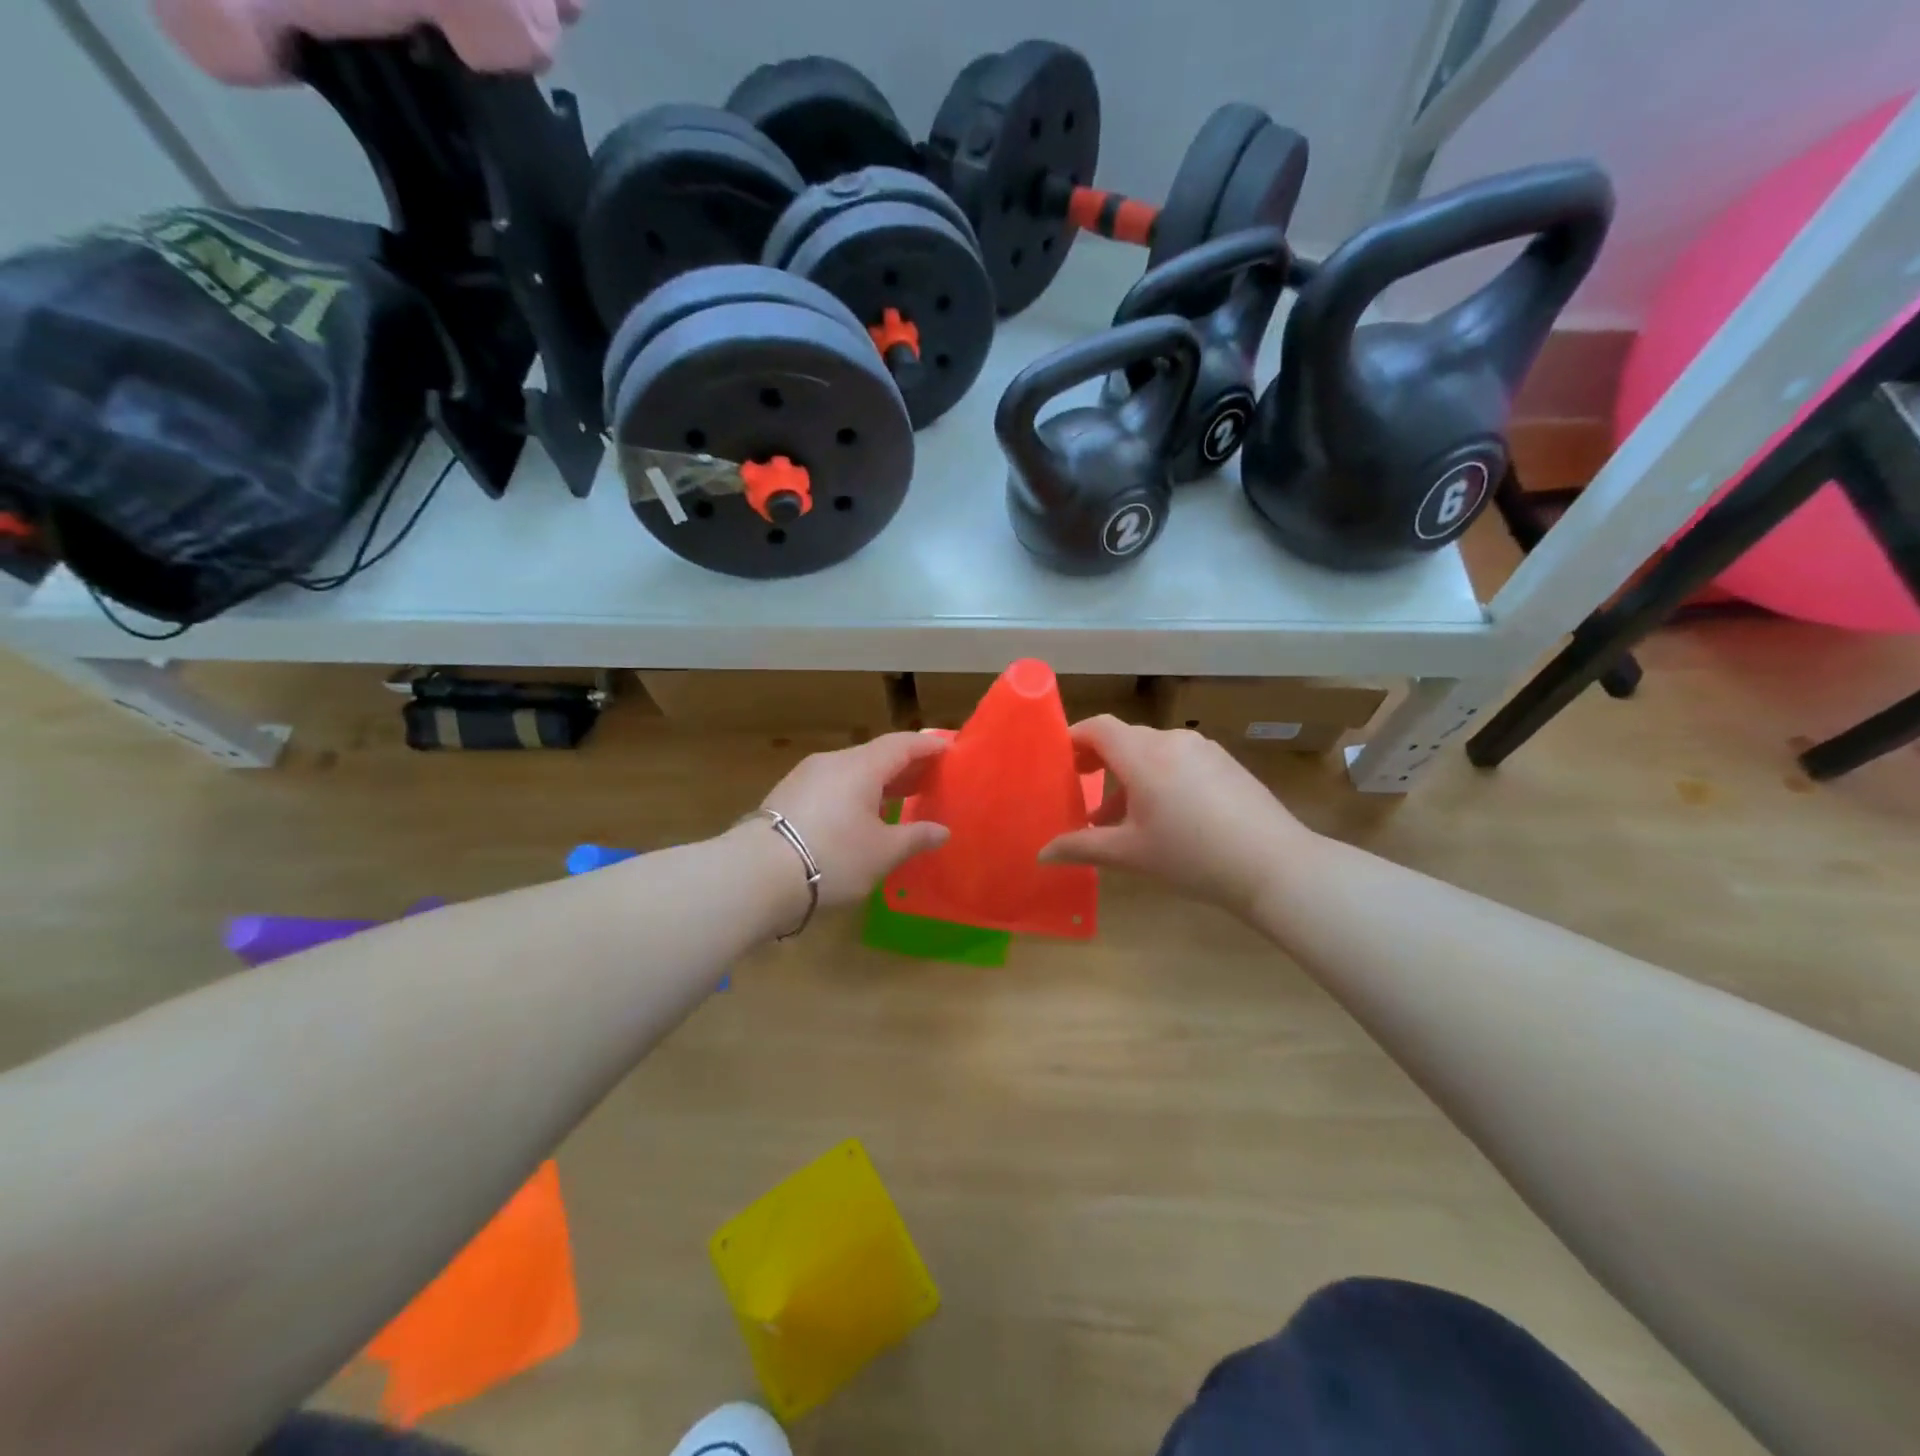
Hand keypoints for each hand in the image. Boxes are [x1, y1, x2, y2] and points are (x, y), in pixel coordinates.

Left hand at [754, 733, 950, 908]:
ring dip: (878, 781)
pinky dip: (854, 792)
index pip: (902, 744)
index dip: (927, 745)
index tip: (948, 750)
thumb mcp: (882, 853)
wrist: (756, 875)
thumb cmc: (833, 857)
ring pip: (851, 770)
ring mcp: (805, 776)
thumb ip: (915, 837)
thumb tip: (942, 831)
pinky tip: (859, 815)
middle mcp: (833, 761)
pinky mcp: (787, 795)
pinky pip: (831, 785)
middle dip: (905, 765)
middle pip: (876, 755)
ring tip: (898, 799)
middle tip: (930, 779)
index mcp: (861, 766)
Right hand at [1041, 717, 1310, 918]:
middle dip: (1099, 762)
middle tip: (1081, 791)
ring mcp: (1203, 749)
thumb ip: (1081, 847)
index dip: (1074, 738)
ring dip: (1130, 775)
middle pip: (1125, 738)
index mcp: (1143, 754)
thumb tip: (1041, 854)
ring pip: (1153, 751)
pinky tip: (1164, 816)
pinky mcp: (1226, 763)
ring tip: (1119, 816)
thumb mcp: (1130, 853)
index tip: (1058, 761)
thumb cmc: (1191, 856)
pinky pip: (1179, 760)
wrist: (1274, 865)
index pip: (1099, 727)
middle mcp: (1171, 741)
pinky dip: (1159, 777)